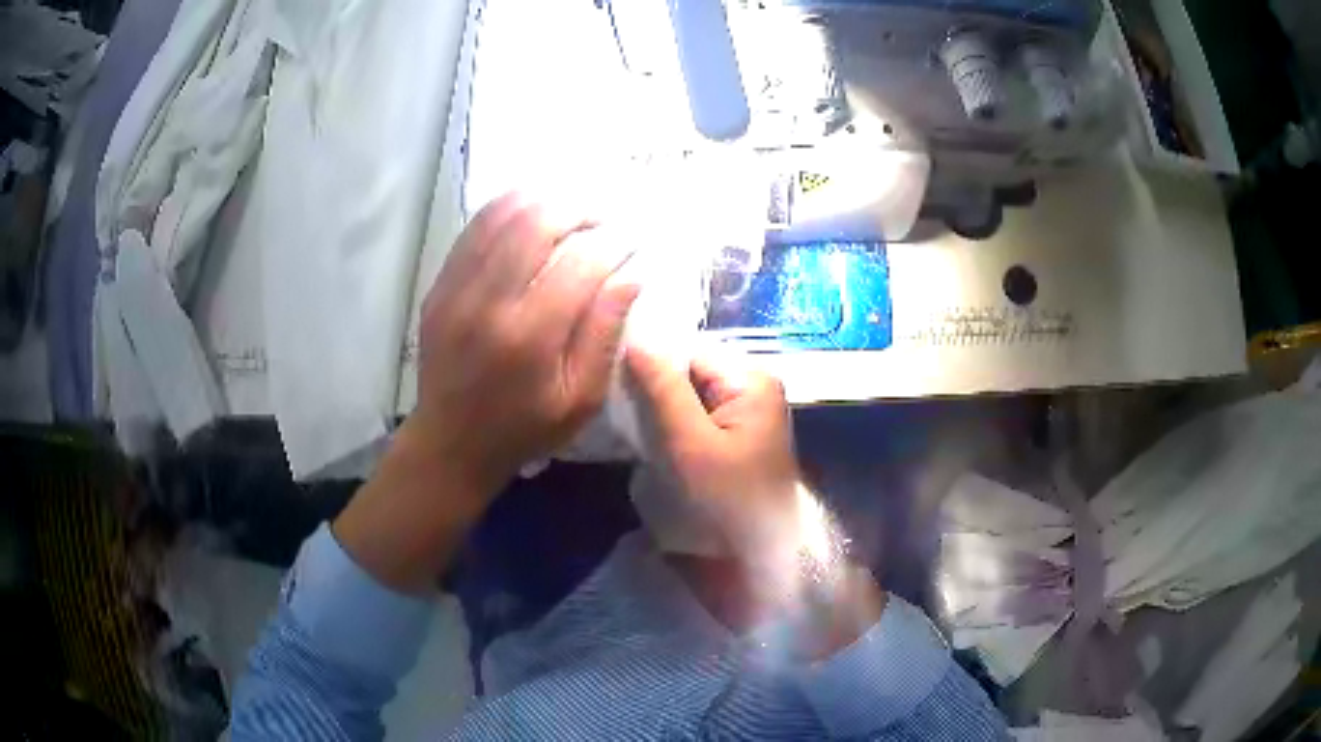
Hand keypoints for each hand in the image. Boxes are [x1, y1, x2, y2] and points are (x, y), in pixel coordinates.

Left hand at [411, 192, 640, 490]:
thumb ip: (605, 334)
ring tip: (569, 210)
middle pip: (536, 224)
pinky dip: (505, 211)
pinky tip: (528, 214)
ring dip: (542, 201)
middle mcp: (488, 302)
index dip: (613, 244)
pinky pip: (473, 230)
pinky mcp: (439, 286)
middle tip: (601, 219)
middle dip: (578, 210)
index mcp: (529, 336)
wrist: (451, 443)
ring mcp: (456, 289)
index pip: (580, 263)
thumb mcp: (581, 399)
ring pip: (500, 216)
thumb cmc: (524, 428)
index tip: (631, 242)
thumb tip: (630, 276)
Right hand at [624, 346, 800, 557]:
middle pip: (688, 373)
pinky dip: (669, 431)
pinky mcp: (730, 444)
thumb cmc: (726, 501)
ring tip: (627, 428)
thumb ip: (662, 386)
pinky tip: (647, 444)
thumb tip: (636, 336)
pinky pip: (692, 423)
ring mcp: (742, 419)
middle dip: (652, 390)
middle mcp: (751, 391)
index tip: (612, 382)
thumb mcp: (689, 442)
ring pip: (685, 399)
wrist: (755, 562)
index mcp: (751, 381)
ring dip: (657, 413)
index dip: (650, 362)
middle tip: (616, 410)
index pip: (689, 350)